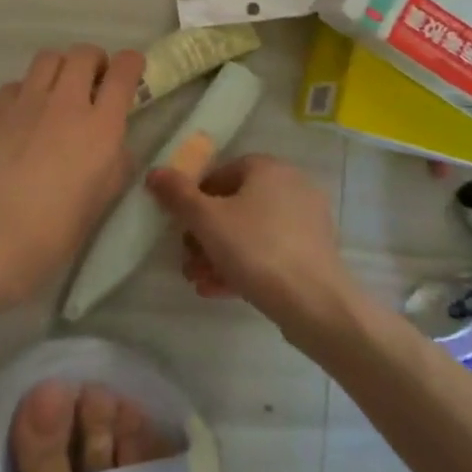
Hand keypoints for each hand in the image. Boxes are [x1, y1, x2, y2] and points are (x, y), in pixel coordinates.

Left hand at [0, 44, 144, 309]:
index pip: (124, 72)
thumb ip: (114, 164)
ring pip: (48, 58)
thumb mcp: (101, 201)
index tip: (130, 71)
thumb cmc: (52, 232)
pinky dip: (26, 91)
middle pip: (84, 53)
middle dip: (94, 61)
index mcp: (101, 127)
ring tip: (56, 92)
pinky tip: (21, 117)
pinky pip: (16, 84)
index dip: (131, 63)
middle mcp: (65, 102)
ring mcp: (25, 101)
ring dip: (60, 68)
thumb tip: (113, 145)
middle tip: (92, 83)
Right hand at [147, 155, 357, 337]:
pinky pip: (269, 252)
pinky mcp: (313, 253)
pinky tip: (219, 290)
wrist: (316, 303)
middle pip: (234, 205)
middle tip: (186, 260)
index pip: (220, 174)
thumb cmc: (257, 249)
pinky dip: (243, 266)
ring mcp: (305, 221)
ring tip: (198, 280)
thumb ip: (178, 194)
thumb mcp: (207, 220)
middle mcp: (291, 186)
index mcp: (268, 168)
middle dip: (204, 235)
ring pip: (250, 232)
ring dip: (219, 254)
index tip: (180, 227)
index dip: (194, 199)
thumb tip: (155, 172)